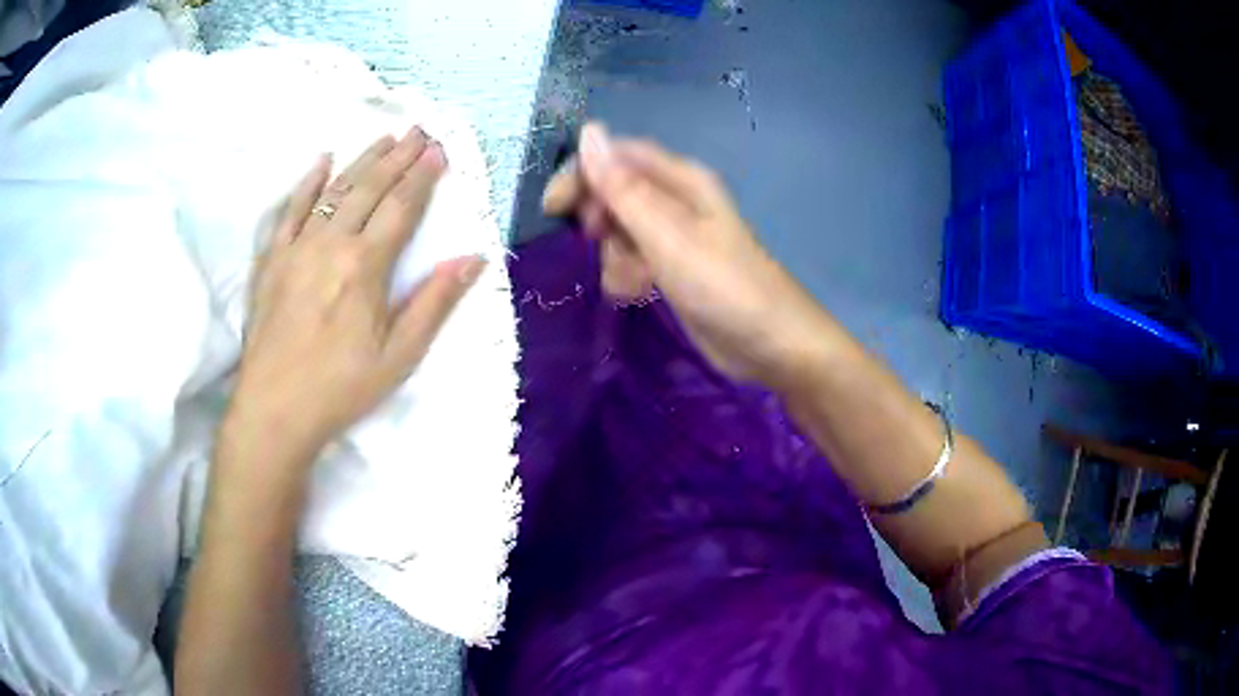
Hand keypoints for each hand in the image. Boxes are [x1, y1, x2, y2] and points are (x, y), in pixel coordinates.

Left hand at [225, 128, 485, 465]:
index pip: (401, 207)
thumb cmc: (341, 388)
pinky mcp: (272, 259)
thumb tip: (474, 258)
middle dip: (398, 157)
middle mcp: (331, 243)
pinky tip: (321, 161)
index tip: (439, 150)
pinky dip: (307, 182)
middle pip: (370, 188)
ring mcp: (297, 247)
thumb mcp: (399, 356)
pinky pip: (290, 209)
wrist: (274, 410)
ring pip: (334, 190)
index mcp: (365, 266)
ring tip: (384, 138)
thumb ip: (435, 302)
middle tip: (419, 131)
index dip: (423, 176)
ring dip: (362, 160)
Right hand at [543, 123, 828, 387]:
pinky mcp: (671, 267)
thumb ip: (623, 187)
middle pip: (614, 192)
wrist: (769, 346)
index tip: (554, 208)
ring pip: (619, 230)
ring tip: (633, 282)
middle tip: (600, 247)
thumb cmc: (722, 285)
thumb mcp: (667, 235)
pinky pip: (632, 259)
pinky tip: (639, 294)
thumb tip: (588, 131)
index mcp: (680, 179)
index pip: (617, 155)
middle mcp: (676, 200)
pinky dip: (627, 275)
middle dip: (600, 222)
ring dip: (614, 256)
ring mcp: (673, 236)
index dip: (583, 173)